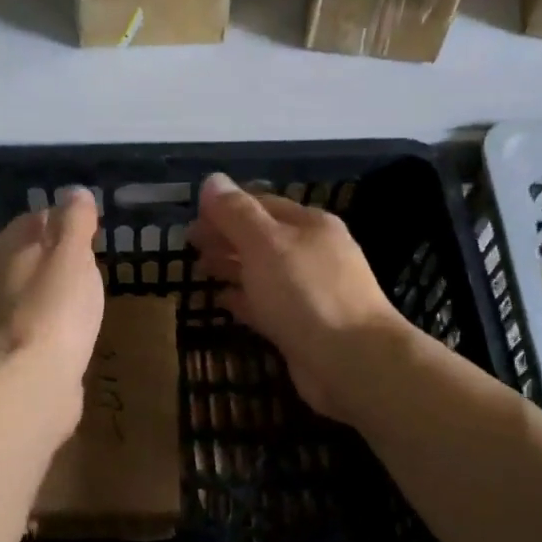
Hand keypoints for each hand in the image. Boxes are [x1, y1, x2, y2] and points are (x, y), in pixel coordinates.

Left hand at [0, 189, 104, 437]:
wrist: (32, 383)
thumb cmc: (54, 309)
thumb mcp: (72, 255)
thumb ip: (74, 222)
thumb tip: (74, 191)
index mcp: (7, 248)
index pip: (35, 219)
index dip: (63, 218)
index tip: (92, 226)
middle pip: (32, 255)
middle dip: (60, 255)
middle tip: (96, 259)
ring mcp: (5, 317)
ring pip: (35, 290)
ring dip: (58, 288)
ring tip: (91, 291)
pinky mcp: (18, 350)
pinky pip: (42, 323)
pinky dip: (58, 320)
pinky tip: (77, 327)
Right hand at [188, 172, 409, 422]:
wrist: (351, 361)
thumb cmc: (306, 292)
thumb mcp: (265, 243)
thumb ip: (236, 213)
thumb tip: (211, 180)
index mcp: (309, 225)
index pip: (261, 204)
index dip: (225, 207)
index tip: (192, 216)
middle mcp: (312, 254)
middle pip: (261, 238)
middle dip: (226, 237)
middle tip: (190, 244)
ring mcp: (309, 292)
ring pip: (262, 272)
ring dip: (232, 267)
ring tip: (200, 268)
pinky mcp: (302, 327)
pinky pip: (266, 306)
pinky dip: (243, 301)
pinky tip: (221, 302)